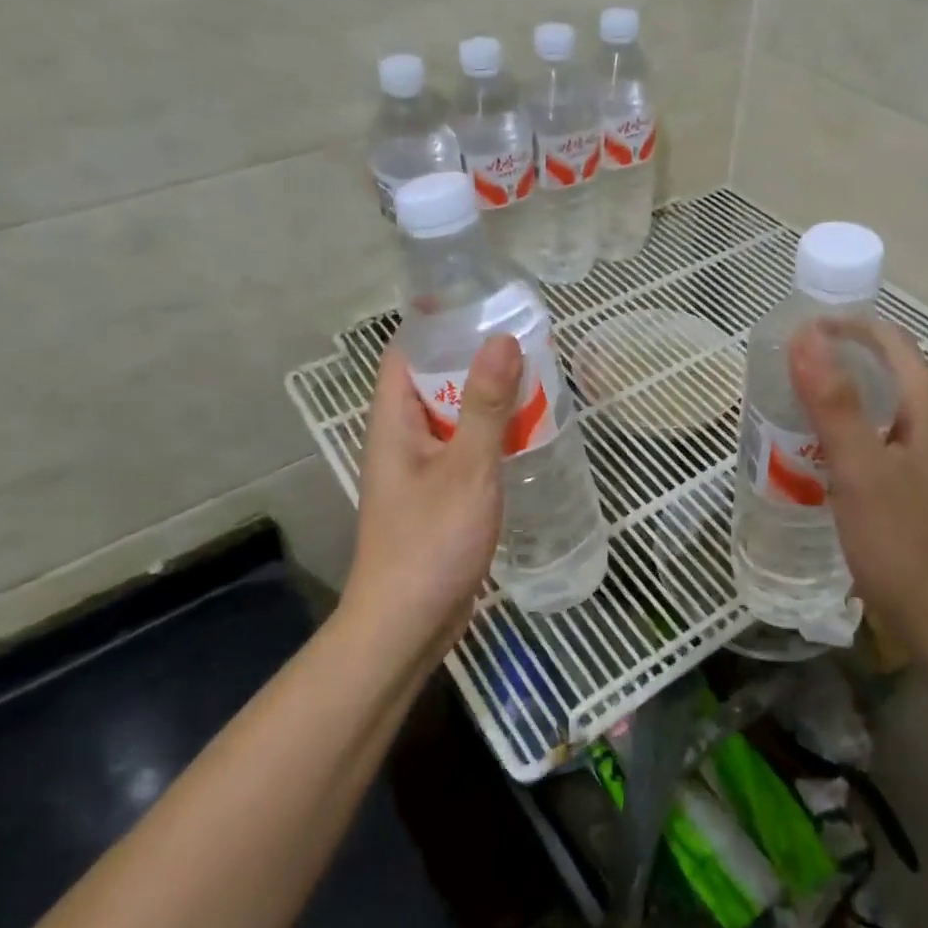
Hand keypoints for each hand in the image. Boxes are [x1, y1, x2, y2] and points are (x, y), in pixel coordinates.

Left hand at [340, 335, 522, 665]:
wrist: (407, 625)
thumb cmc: (430, 542)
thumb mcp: (466, 469)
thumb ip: (484, 406)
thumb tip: (500, 339)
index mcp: (393, 421)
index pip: (405, 352)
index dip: (436, 322)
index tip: (481, 302)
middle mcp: (401, 438)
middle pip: (432, 381)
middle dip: (472, 358)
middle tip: (524, 337)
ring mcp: (419, 470)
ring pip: (452, 417)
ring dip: (485, 398)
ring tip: (534, 376)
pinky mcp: (438, 497)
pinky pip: (463, 449)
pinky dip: (489, 434)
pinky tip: (525, 433)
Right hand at [788, 319, 927, 641]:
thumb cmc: (900, 541)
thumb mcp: (860, 468)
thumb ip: (833, 403)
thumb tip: (806, 337)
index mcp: (927, 412)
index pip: (893, 344)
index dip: (850, 327)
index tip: (802, 330)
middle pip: (886, 374)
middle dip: (839, 360)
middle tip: (788, 367)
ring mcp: (922, 461)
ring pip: (878, 411)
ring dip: (839, 398)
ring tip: (792, 405)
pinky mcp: (909, 490)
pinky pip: (873, 443)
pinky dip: (842, 434)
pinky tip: (813, 455)